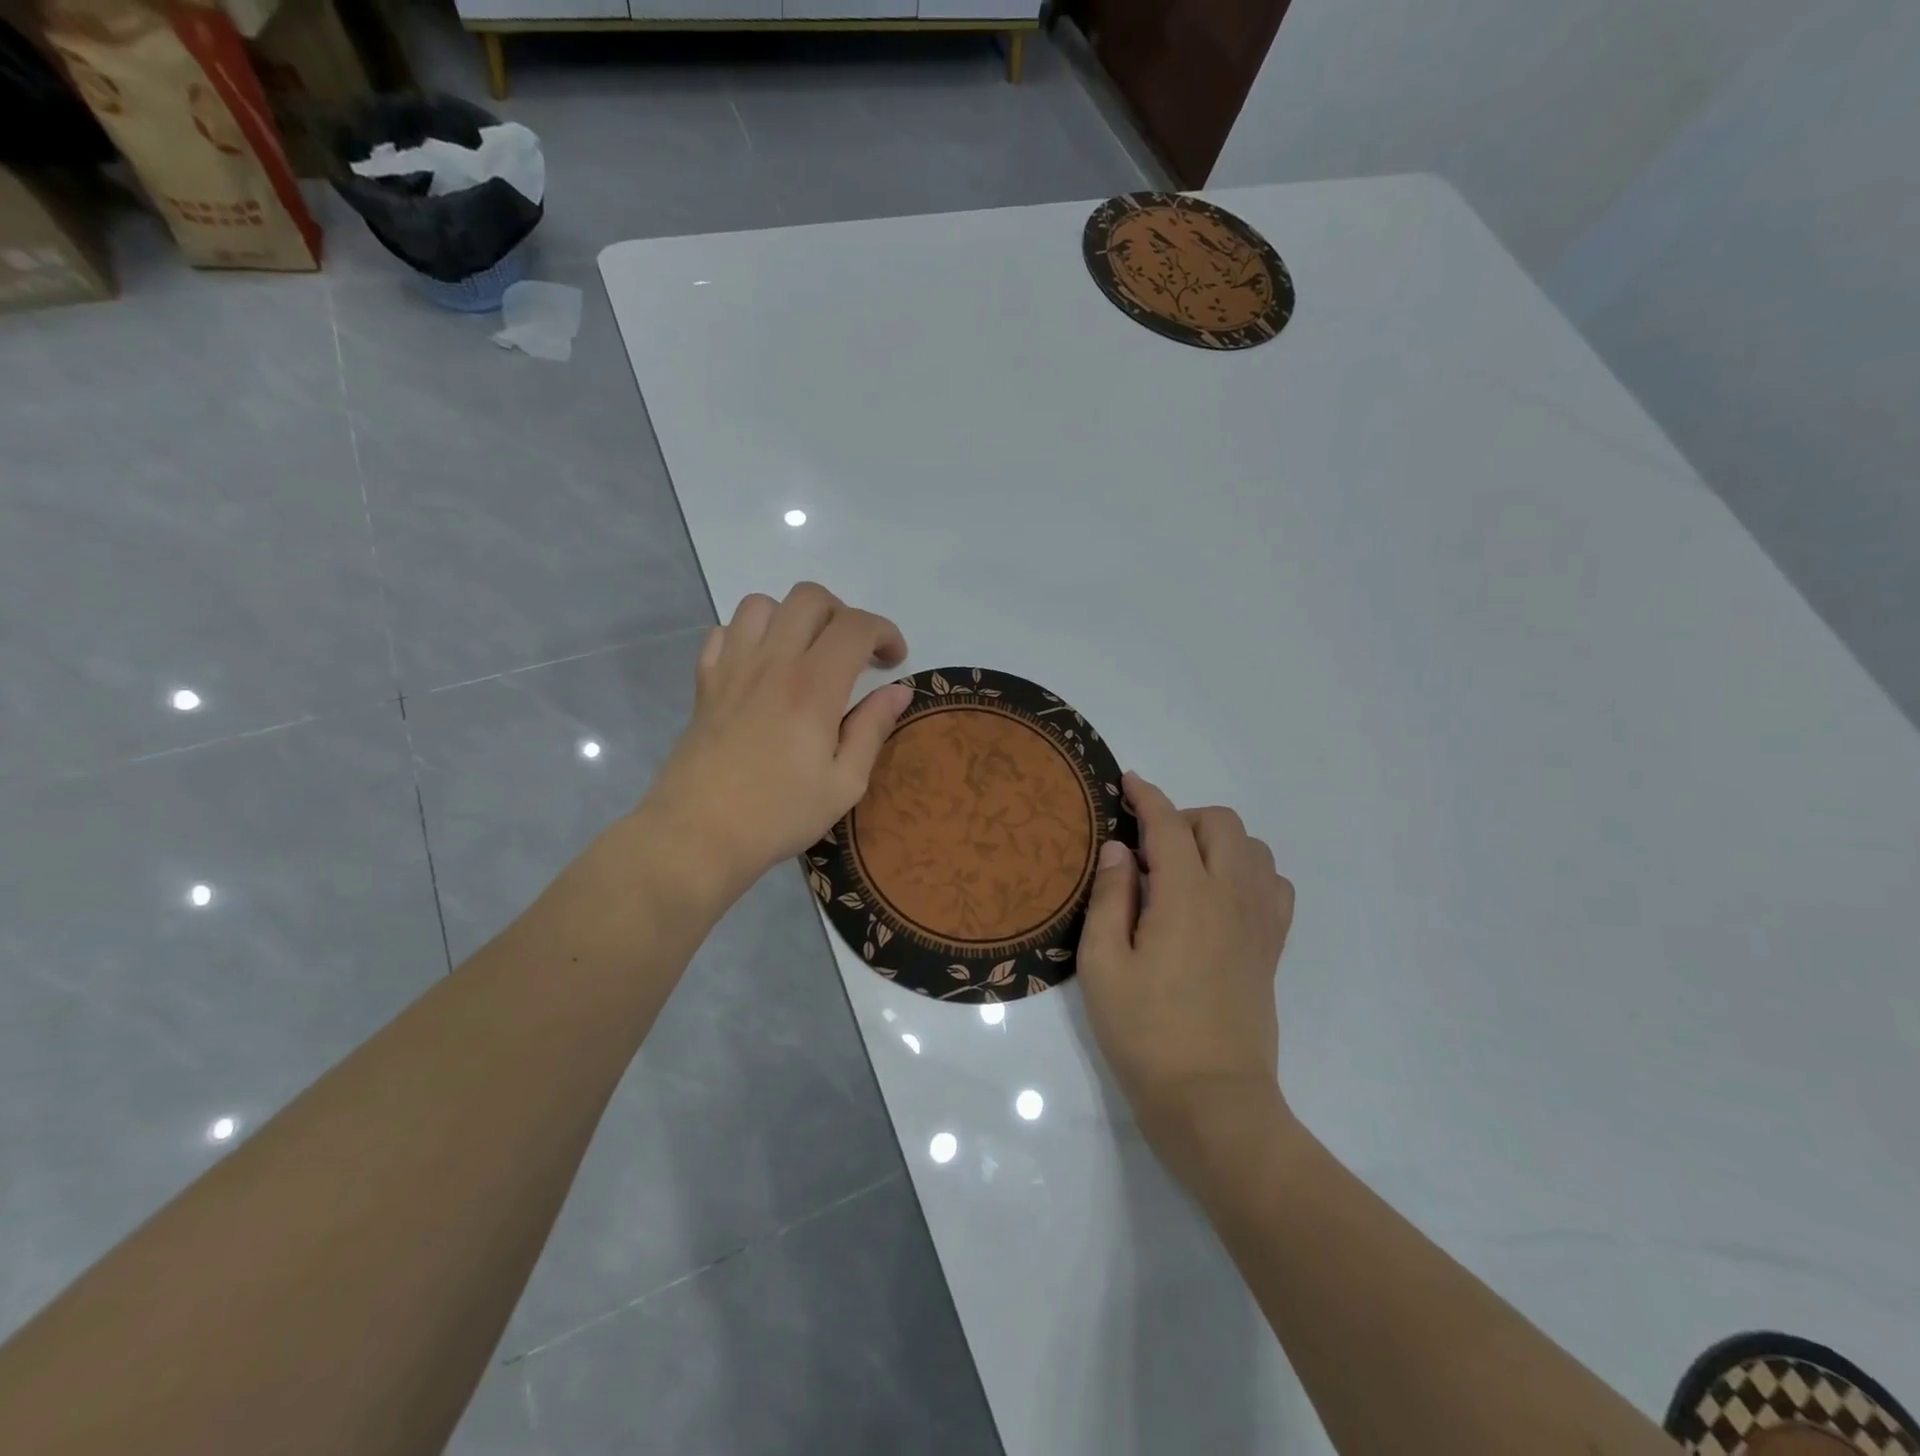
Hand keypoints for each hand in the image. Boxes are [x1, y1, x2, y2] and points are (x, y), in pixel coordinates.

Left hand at [640, 583, 911, 901]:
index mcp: (814, 686)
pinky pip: (723, 632)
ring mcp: (732, 667)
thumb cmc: (779, 815)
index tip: (894, 661)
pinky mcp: (705, 682)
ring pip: (762, 604)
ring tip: (805, 653)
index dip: (885, 632)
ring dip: (792, 617)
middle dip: (842, 614)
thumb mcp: (845, 783)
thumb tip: (899, 690)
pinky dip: (747, 636)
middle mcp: (772, 662)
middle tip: (853, 654)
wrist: (698, 835)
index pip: (856, 626)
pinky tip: (760, 667)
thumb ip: (873, 728)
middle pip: (809, 598)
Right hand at [1077, 771, 1295, 1171]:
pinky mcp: (1272, 948)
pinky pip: (1274, 885)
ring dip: (1217, 842)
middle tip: (1147, 848)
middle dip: (1183, 817)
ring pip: (1253, 849)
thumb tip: (1120, 848)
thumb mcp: (1103, 964)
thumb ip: (1110, 897)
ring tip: (1182, 872)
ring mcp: (1259, 922)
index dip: (1147, 796)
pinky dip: (1248, 872)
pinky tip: (1219, 899)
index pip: (1169, 824)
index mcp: (1186, 896)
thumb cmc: (1145, 1032)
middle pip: (1221, 824)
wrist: (1212, 1100)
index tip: (1127, 782)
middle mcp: (1231, 897)